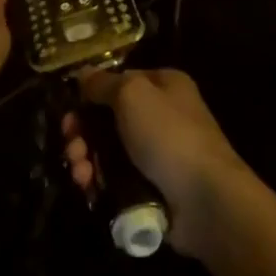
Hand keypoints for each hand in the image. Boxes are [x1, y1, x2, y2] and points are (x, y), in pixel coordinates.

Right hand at [62, 67, 249, 256]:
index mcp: (163, 85)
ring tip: (79, 173)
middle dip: (83, 132)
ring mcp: (157, 155)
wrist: (206, 201)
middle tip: (70, 146)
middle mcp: (161, 116)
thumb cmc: (169, 135)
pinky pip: (117, 180)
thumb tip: (82, 74)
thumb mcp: (132, 94)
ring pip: (109, 152)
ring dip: (86, 159)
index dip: (91, 94)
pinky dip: (99, 182)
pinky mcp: (152, 188)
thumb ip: (103, 83)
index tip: (69, 111)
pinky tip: (88, 188)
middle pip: (109, 118)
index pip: (119, 81)